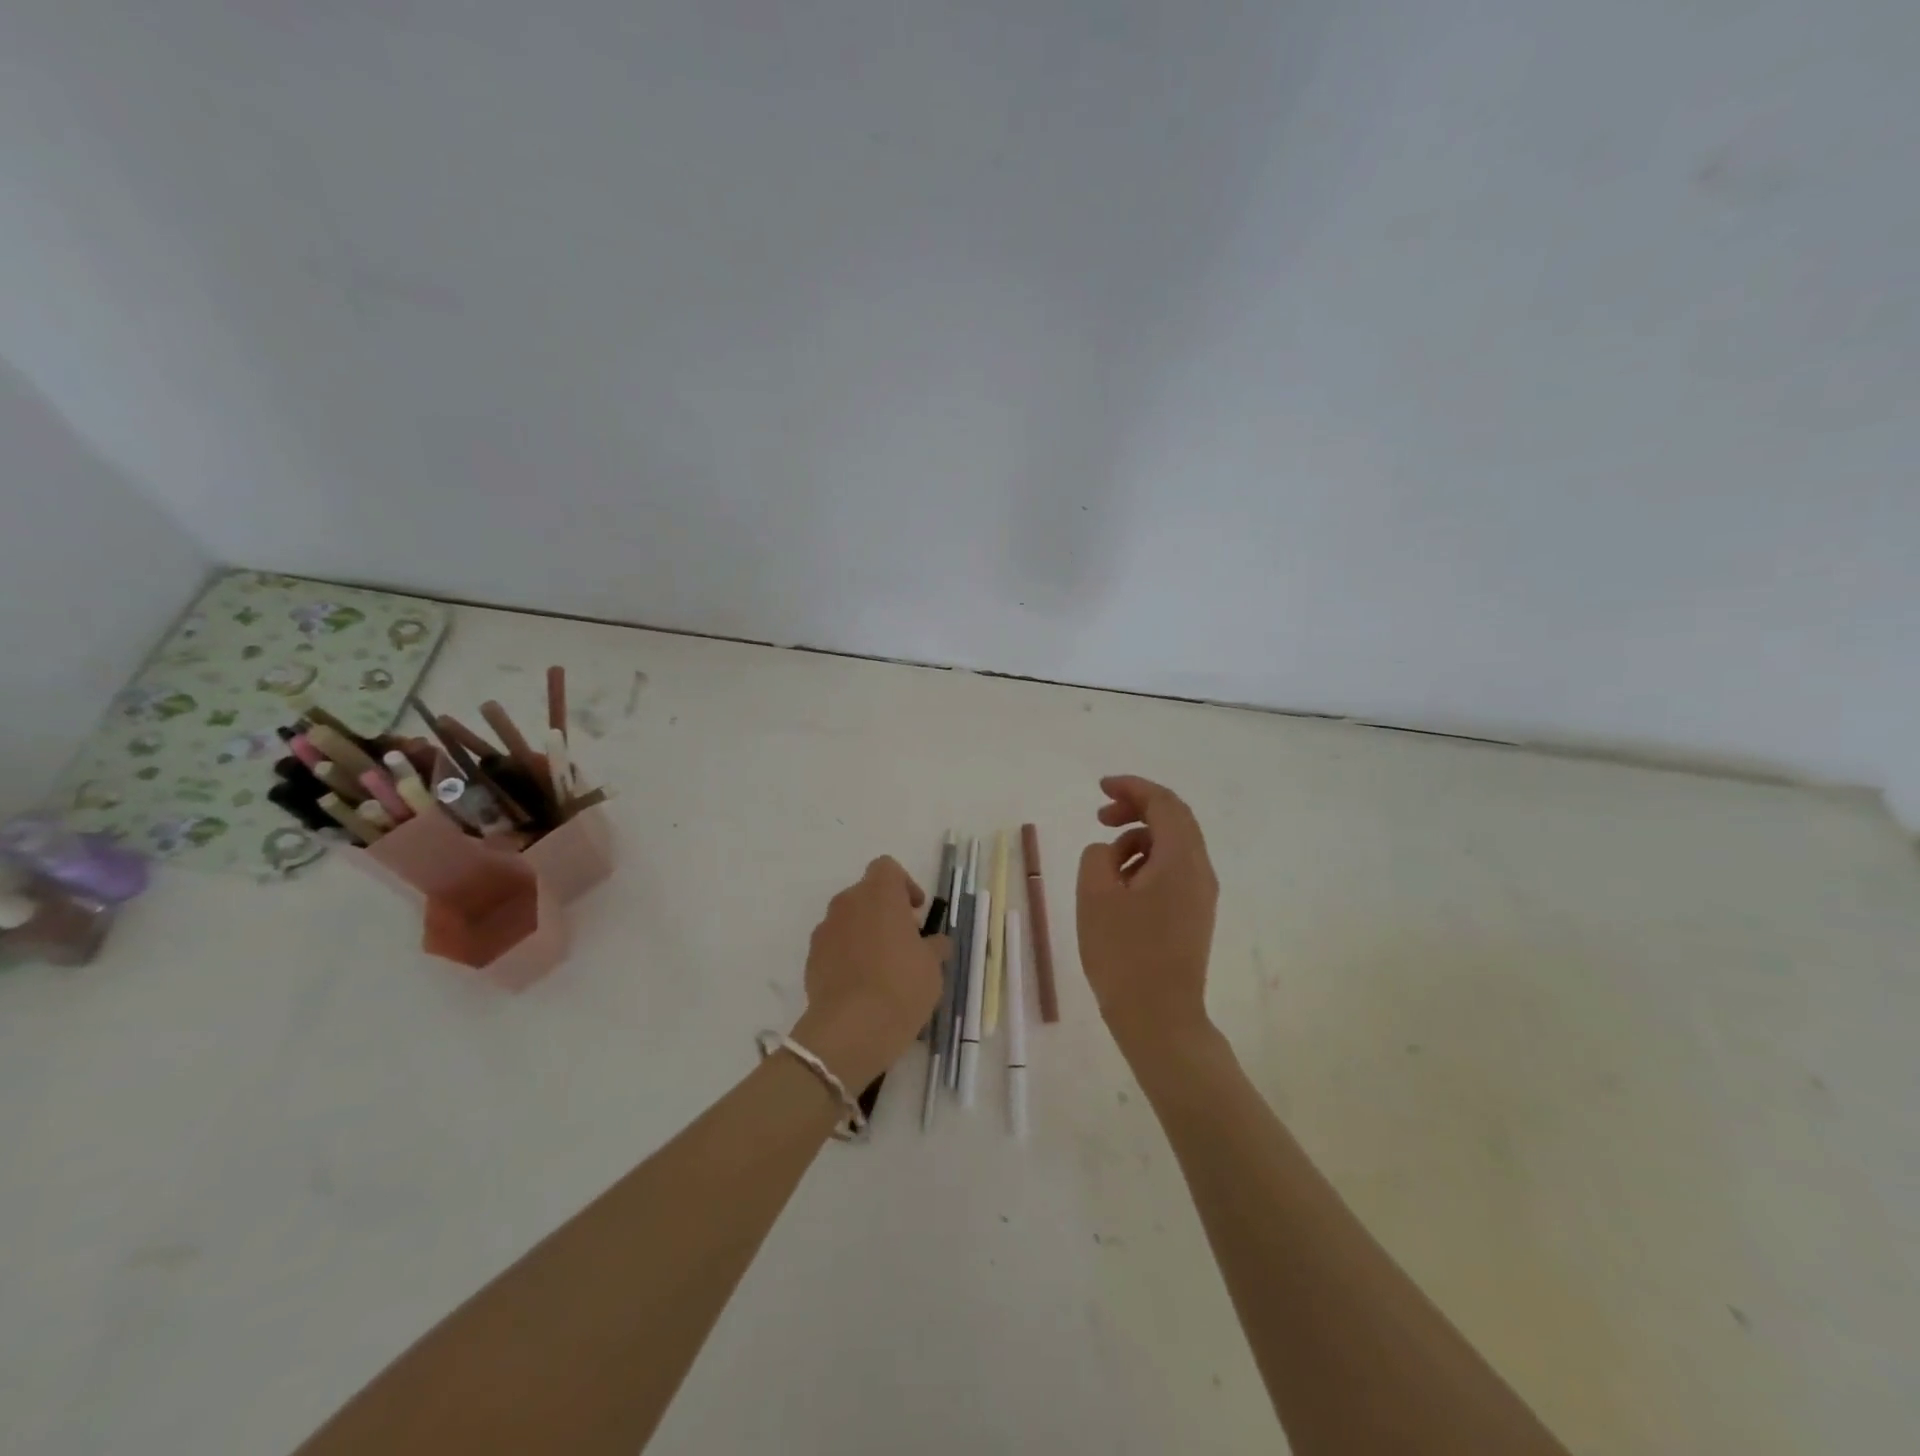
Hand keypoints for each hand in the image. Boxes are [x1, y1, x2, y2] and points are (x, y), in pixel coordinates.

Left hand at [790, 856, 946, 1090]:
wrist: (850, 1030)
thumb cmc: (901, 987)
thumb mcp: (933, 967)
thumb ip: (934, 947)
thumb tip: (935, 943)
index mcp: (879, 894)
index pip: (887, 868)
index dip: (904, 885)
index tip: (916, 912)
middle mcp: (847, 903)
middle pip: (867, 894)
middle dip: (885, 911)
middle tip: (905, 941)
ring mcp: (825, 930)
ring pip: (849, 920)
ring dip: (865, 933)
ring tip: (883, 967)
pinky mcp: (812, 958)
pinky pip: (834, 945)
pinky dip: (848, 955)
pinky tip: (862, 984)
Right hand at [1077, 775, 1218, 1056]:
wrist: (1158, 1018)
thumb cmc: (1123, 953)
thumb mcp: (1095, 895)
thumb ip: (1098, 855)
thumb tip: (1110, 852)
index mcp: (1181, 859)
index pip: (1164, 803)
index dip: (1132, 787)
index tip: (1101, 788)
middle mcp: (1200, 870)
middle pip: (1174, 819)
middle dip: (1136, 809)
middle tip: (1100, 816)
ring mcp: (1201, 894)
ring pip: (1173, 846)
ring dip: (1139, 838)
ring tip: (1105, 861)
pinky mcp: (1194, 915)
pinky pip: (1173, 870)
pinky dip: (1146, 862)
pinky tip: (1120, 886)